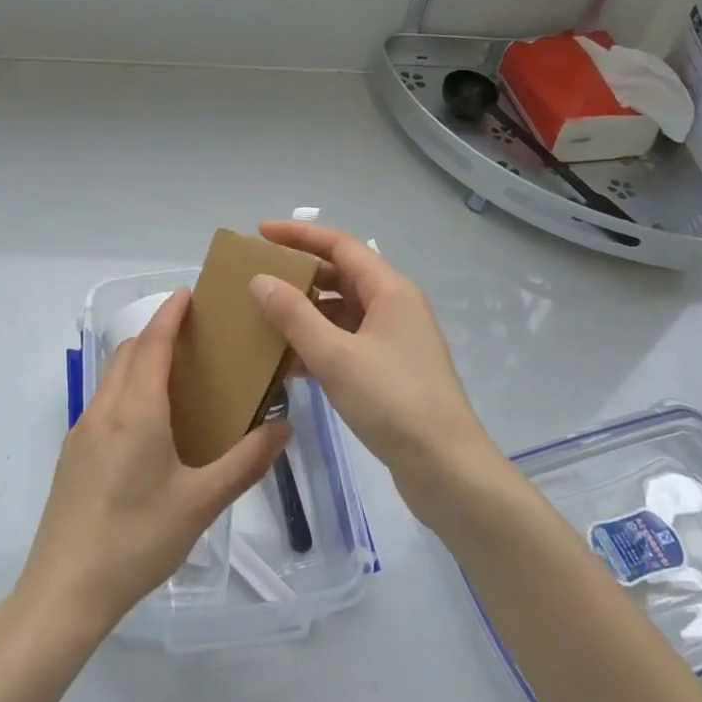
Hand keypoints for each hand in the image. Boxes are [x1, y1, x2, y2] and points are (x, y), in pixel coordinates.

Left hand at [15, 290, 290, 638]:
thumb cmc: (138, 540)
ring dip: (140, 362)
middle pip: (128, 353)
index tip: (189, 294)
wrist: (64, 590)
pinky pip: (103, 404)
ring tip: (176, 378)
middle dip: (157, 334)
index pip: (152, 343)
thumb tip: (283, 428)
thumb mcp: (201, 503)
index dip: (170, 314)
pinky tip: (149, 426)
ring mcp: (81, 432)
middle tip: (194, 338)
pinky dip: (127, 390)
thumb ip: (246, 462)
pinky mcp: (71, 455)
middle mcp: (104, 410)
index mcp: (136, 411)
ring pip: (112, 377)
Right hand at [253, 221, 495, 517]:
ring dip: (305, 312)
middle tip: (257, 276)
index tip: (260, 233)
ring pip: (342, 312)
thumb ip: (294, 316)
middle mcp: (395, 307)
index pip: (341, 245)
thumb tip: (259, 280)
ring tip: (263, 317)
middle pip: (341, 275)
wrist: (445, 468)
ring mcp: (393, 340)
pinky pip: (346, 342)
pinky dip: (317, 344)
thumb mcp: (336, 356)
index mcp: (390, 290)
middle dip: (300, 273)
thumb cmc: (393, 402)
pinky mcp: (389, 370)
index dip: (300, 235)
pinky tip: (287, 361)